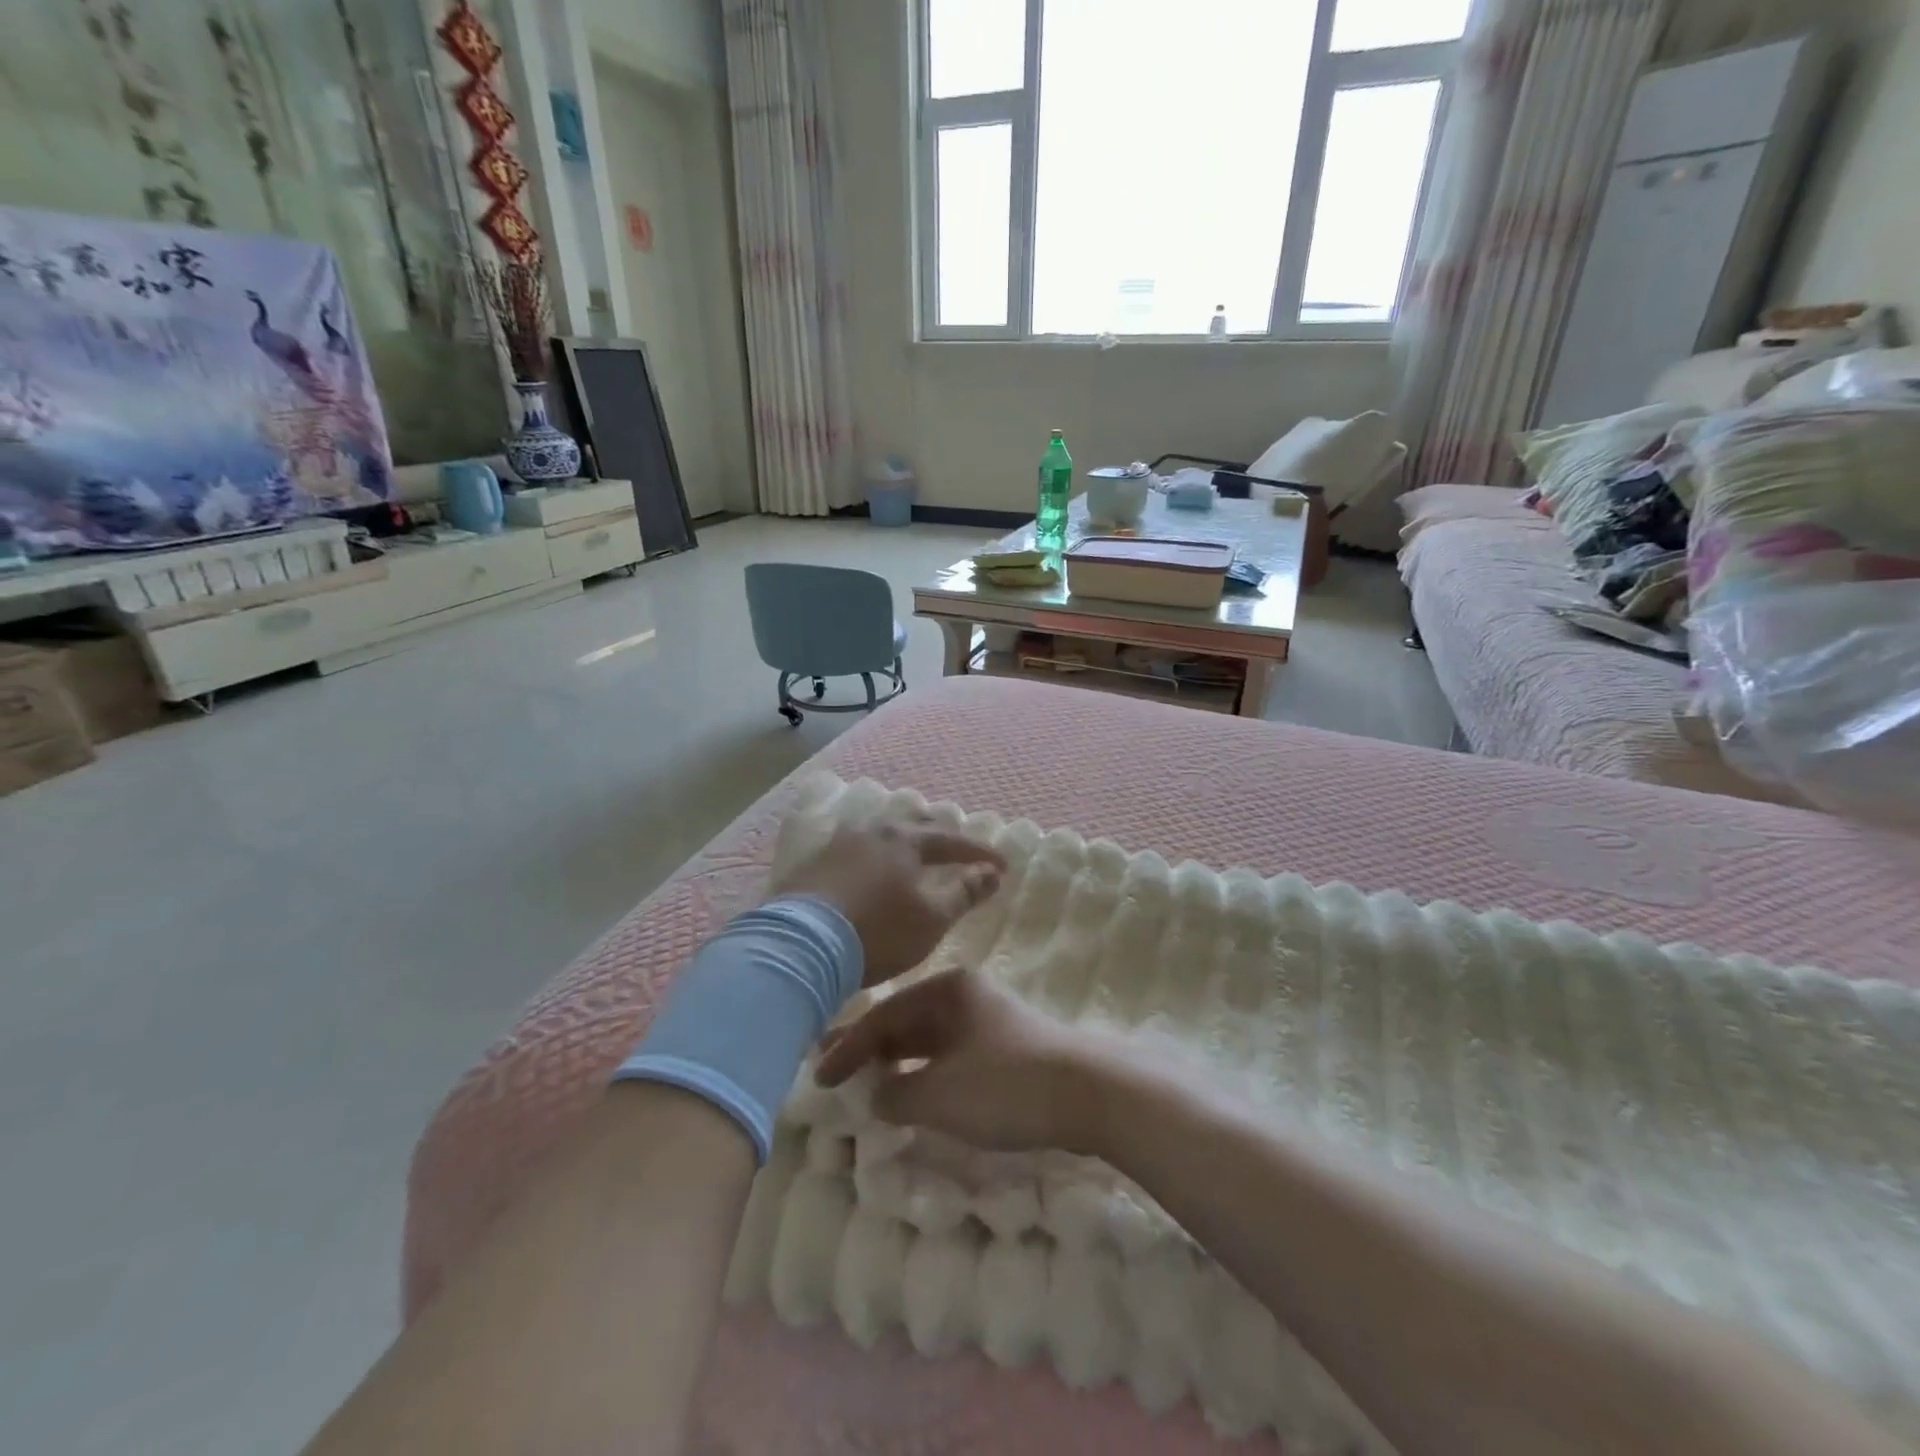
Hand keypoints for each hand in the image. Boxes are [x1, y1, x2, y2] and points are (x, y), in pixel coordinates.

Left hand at [769, 814, 1004, 986]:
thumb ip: (965, 893)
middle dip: (939, 833)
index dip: (979, 853)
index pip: (952, 841)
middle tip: (955, 846)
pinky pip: (853, 847)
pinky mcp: (813, 863)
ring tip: (911, 851)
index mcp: (905, 841)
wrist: (800, 947)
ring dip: (902, 838)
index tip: (1001, 866)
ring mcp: (838, 844)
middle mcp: (872, 832)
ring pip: (879, 831)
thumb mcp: (932, 919)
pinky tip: (868, 866)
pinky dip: (873, 853)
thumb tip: (992, 873)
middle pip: (913, 823)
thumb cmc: (878, 932)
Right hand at [814, 967, 1099, 1152]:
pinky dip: (924, 1072)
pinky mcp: (1003, 1048)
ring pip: (927, 1039)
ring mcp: (986, 1020)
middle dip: (868, 1048)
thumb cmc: (1005, 1083)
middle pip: (904, 1021)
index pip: (883, 1016)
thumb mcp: (939, 1094)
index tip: (819, 1079)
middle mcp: (964, 996)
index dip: (848, 1048)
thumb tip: (875, 1095)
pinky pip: (948, 1055)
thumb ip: (896, 1094)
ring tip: (863, 1082)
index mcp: (947, 990)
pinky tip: (911, 1092)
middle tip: (829, 1070)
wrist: (1088, 1092)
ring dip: (896, 1062)